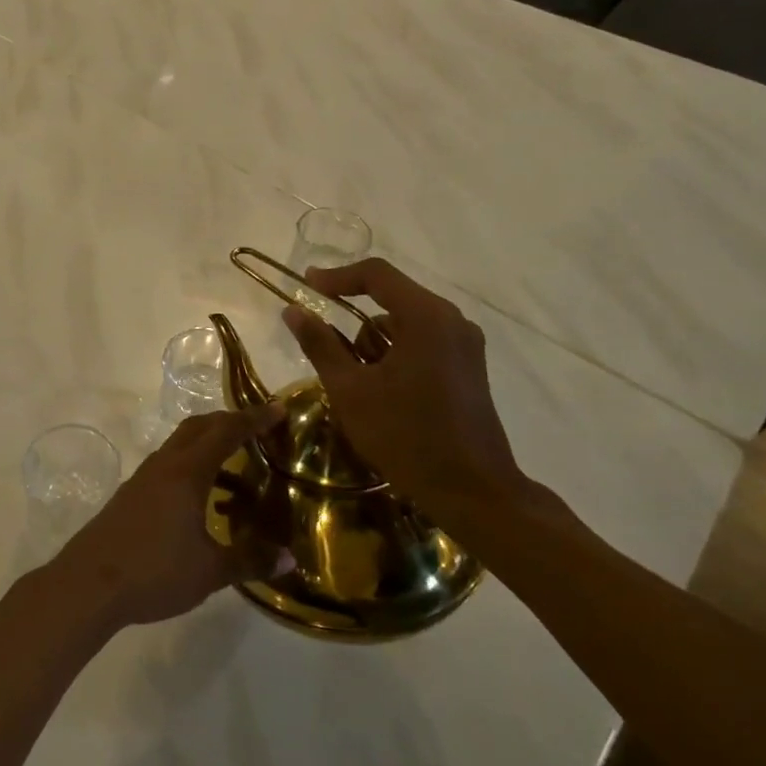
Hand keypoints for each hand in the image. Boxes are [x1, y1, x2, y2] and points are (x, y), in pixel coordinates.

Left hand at [46, 404, 285, 632]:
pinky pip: (167, 467)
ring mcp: (143, 478)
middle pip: (199, 428)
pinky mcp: (130, 495)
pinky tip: (201, 503)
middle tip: (257, 430)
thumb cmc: (154, 571)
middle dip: (229, 422)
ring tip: (236, 470)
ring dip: (208, 446)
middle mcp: (164, 465)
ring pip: (180, 446)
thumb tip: (289, 559)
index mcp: (187, 472)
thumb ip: (250, 560)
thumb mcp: (209, 571)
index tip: (278, 408)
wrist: (88, 584)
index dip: (253, 418)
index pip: (226, 432)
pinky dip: (190, 468)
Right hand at [283, 259, 547, 532]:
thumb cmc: (405, 436)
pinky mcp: (469, 367)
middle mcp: (452, 321)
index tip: (306, 285)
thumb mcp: (350, 390)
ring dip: (376, 344)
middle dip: (355, 323)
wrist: (471, 491)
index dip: (337, 277)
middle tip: (330, 353)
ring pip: (405, 324)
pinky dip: (396, 356)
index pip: (376, 275)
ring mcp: (465, 345)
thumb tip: (293, 311)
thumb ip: (320, 344)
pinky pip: (423, 343)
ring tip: (360, 387)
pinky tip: (384, 393)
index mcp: (427, 317)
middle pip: (391, 299)